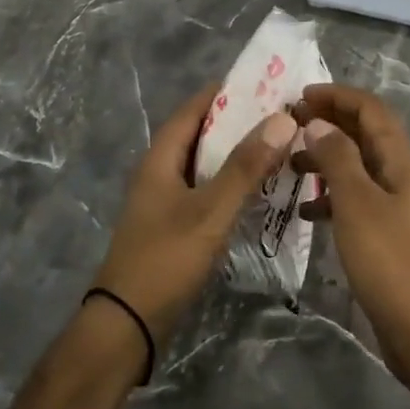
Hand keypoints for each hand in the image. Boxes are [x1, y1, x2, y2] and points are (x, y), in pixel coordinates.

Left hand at [92, 83, 296, 343]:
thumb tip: (282, 119)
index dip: (225, 93)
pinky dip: (231, 185)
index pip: (193, 110)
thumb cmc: (165, 259)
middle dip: (238, 124)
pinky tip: (258, 193)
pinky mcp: (173, 226)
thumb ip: (245, 167)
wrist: (128, 324)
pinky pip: (206, 192)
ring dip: (237, 156)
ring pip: (205, 166)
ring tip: (277, 149)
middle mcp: (160, 172)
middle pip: (201, 136)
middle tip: (280, 117)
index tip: (264, 84)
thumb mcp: (210, 211)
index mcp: (161, 158)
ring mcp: (165, 201)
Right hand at [292, 83, 409, 374]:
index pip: (371, 110)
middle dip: (329, 122)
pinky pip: (355, 200)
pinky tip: (306, 210)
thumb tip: (318, 122)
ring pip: (357, 167)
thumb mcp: (357, 203)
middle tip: (289, 124)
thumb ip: (338, 158)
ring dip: (326, 158)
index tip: (299, 95)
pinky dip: (330, 196)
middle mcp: (401, 176)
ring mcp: (395, 206)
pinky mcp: (386, 234)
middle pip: (365, 134)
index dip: (338, 96)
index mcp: (401, 161)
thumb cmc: (390, 262)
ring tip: (289, 164)